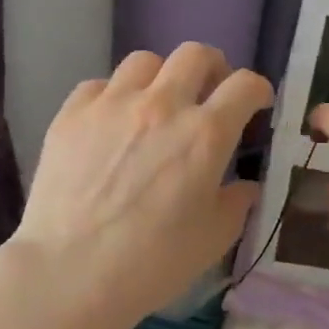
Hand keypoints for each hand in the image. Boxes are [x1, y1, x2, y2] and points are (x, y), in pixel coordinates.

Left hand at [14, 44, 271, 328]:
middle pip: (196, 54)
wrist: (69, 273)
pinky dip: (113, 97)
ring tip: (157, 105)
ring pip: (145, 61)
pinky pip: (99, 85)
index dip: (258, 90)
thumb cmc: (152, 262)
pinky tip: (111, 124)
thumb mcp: (213, 239)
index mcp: (206, 134)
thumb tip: (246, 185)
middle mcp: (162, 105)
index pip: (245, 85)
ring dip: (161, 78)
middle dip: (213, 68)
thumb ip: (237, 203)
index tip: (256, 105)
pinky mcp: (71, 114)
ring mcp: (112, 104)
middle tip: (210, 94)